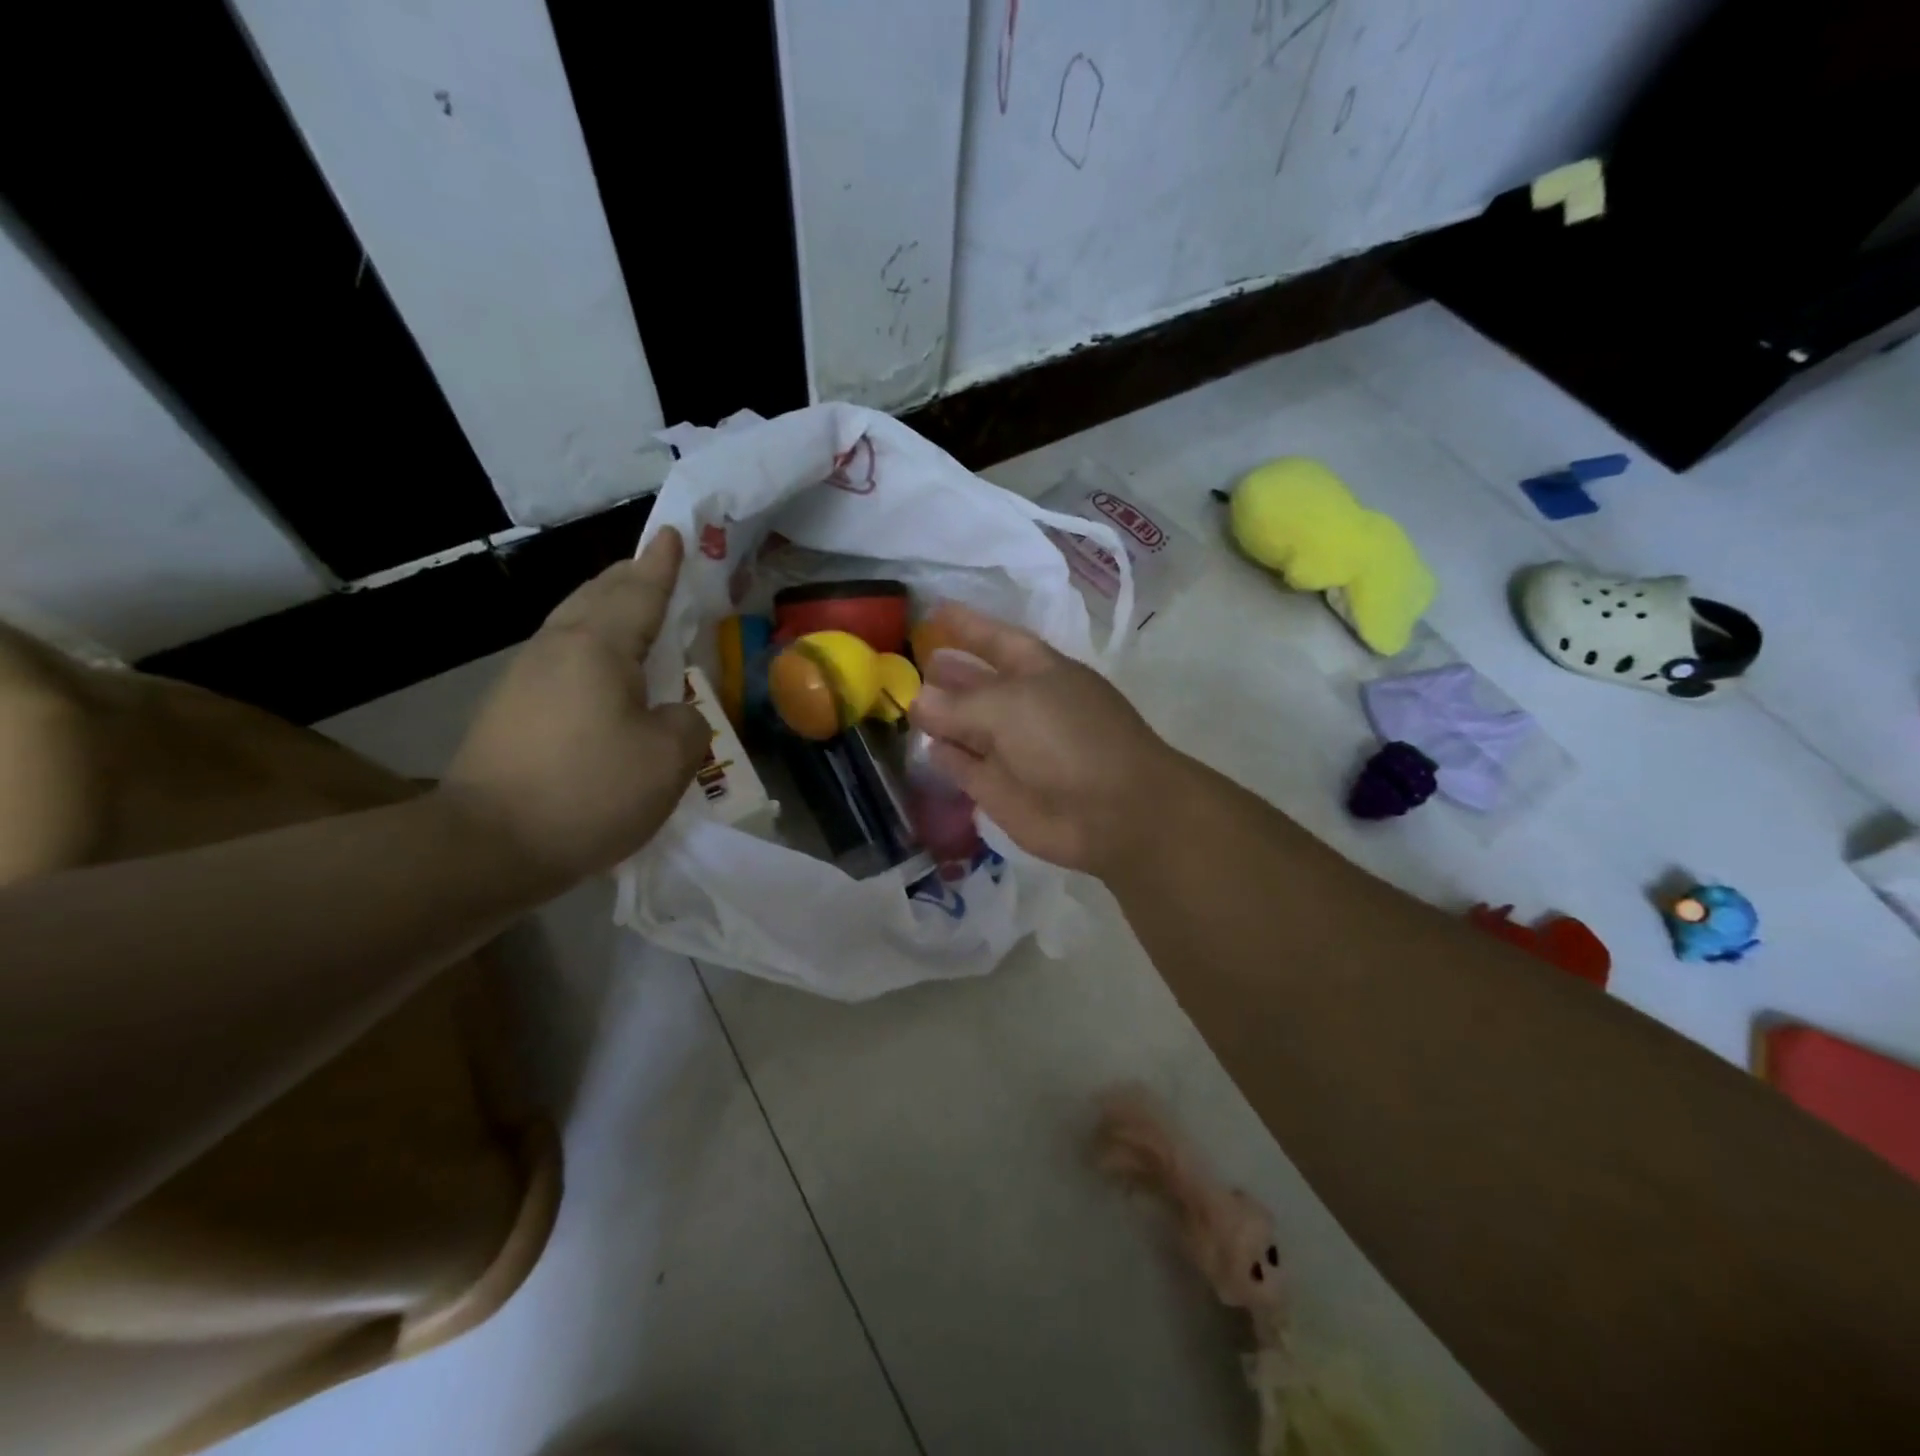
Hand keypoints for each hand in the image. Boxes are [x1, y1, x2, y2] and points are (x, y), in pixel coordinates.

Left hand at [441, 529, 708, 882]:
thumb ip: (689, 723)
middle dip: (629, 577)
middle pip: (596, 597)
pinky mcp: (509, 711)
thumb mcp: (670, 759)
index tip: (672, 531)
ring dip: (606, 610)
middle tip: (654, 565)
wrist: (487, 846)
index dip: (661, 564)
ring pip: (573, 625)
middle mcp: (556, 649)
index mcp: (597, 647)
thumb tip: (673, 715)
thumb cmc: (590, 792)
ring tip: (633, 612)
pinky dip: (591, 648)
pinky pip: (562, 658)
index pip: (638, 591)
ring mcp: (524, 679)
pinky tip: (604, 674)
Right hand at [908, 603, 1186, 874]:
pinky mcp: (999, 789)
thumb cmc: (1067, 739)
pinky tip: (923, 745)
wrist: (1110, 813)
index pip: (996, 639)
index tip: (933, 609)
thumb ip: (959, 702)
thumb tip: (918, 699)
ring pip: (966, 726)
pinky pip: (964, 766)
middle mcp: (1025, 705)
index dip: (967, 624)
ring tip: (902, 701)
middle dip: (948, 671)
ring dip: (939, 715)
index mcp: (1039, 670)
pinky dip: (945, 757)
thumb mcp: (1010, 706)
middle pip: (978, 683)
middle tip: (908, 662)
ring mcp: (1012, 749)